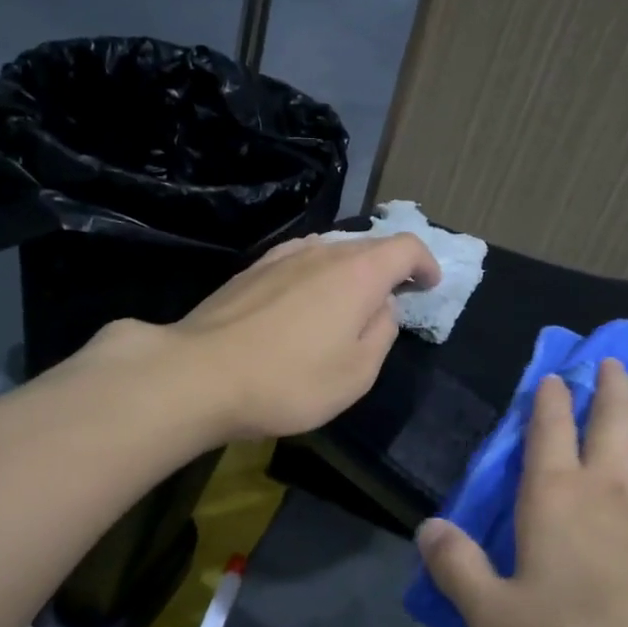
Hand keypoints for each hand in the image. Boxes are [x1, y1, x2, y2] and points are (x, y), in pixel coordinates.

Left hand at [86, 233, 441, 440]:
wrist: (199, 376)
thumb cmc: (290, 380)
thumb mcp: (357, 372)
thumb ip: (382, 332)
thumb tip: (382, 307)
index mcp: (358, 272)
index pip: (406, 247)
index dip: (425, 263)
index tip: (428, 285)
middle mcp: (323, 251)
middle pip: (369, 246)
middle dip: (389, 268)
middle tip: (393, 299)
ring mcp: (282, 256)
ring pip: (331, 252)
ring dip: (350, 272)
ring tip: (348, 303)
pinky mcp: (251, 270)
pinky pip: (299, 261)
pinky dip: (316, 276)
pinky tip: (304, 303)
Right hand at [417, 359, 627, 626]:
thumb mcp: (496, 619)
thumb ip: (457, 568)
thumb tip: (426, 527)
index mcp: (556, 497)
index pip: (548, 429)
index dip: (548, 399)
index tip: (553, 378)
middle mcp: (613, 484)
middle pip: (613, 417)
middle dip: (610, 385)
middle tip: (613, 363)